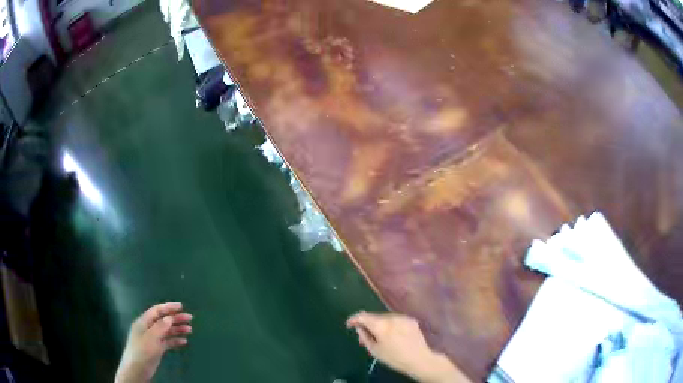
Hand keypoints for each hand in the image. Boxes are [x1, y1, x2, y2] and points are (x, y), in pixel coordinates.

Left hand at [115, 302, 192, 382]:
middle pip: (163, 320)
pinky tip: (184, 341)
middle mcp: (148, 328)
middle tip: (189, 318)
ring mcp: (152, 338)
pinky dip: (175, 340)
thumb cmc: (142, 351)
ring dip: (177, 329)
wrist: (137, 368)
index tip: (181, 306)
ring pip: (167, 331)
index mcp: (144, 322)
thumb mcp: (151, 338)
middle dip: (176, 318)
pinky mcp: (156, 348)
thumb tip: (169, 317)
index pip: (157, 311)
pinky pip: (167, 341)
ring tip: (190, 330)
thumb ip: (160, 327)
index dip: (168, 307)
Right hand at [346, 312, 468, 382]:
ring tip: (380, 336)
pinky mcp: (411, 320)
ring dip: (380, 324)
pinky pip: (396, 320)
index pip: (363, 316)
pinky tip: (393, 335)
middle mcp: (392, 317)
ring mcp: (403, 317)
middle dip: (368, 323)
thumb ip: (365, 336)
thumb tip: (359, 328)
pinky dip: (391, 325)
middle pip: (375, 316)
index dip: (354, 319)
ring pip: (386, 317)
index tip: (349, 324)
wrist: (420, 359)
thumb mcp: (375, 350)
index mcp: (381, 325)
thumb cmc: (394, 357)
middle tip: (365, 335)